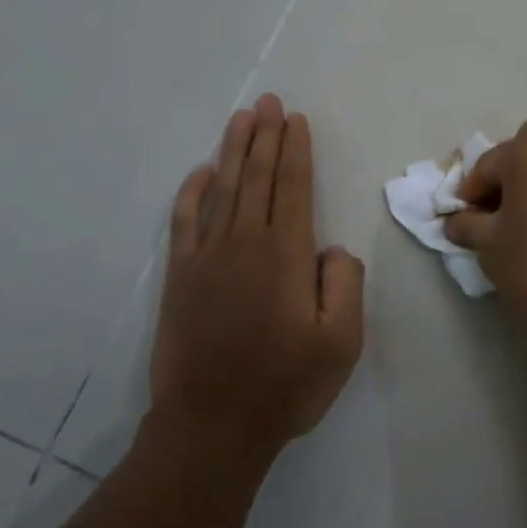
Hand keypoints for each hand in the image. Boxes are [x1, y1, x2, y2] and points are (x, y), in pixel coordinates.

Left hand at [149, 94, 363, 467]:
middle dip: (265, 135)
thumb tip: (331, 248)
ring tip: (241, 118)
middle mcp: (245, 243)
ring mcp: (207, 258)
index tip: (295, 119)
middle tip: (268, 101)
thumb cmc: (285, 385)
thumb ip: (346, 283)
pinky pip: (184, 222)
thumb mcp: (342, 342)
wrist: (211, 427)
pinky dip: (191, 193)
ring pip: (222, 189)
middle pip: (257, 177)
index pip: (293, 186)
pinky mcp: (180, 278)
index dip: (295, 149)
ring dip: (233, 151)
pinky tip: (199, 173)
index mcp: (286, 254)